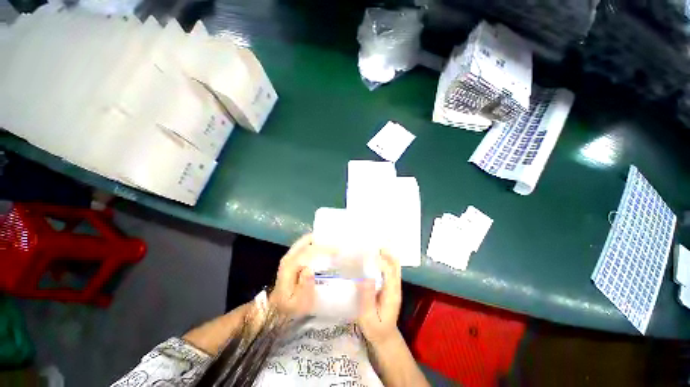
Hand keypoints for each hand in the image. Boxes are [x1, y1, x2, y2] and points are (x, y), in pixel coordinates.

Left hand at [270, 234, 331, 318]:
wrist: (277, 308)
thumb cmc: (291, 306)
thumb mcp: (298, 303)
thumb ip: (304, 287)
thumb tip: (309, 270)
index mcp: (290, 266)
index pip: (308, 251)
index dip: (323, 249)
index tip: (337, 250)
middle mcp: (290, 257)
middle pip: (307, 240)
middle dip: (322, 239)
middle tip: (337, 243)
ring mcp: (290, 255)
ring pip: (306, 240)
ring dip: (319, 240)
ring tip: (333, 244)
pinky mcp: (293, 257)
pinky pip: (306, 244)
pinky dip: (316, 243)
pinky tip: (325, 249)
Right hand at [357, 250, 401, 345]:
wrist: (384, 336)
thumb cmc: (375, 328)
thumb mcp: (368, 316)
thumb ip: (367, 297)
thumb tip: (365, 276)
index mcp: (391, 293)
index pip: (389, 270)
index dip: (379, 260)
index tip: (365, 254)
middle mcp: (396, 286)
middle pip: (394, 264)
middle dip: (384, 253)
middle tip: (370, 243)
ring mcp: (395, 285)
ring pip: (394, 265)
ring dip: (385, 254)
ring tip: (373, 245)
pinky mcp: (391, 286)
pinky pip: (390, 269)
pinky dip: (385, 260)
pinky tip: (376, 255)